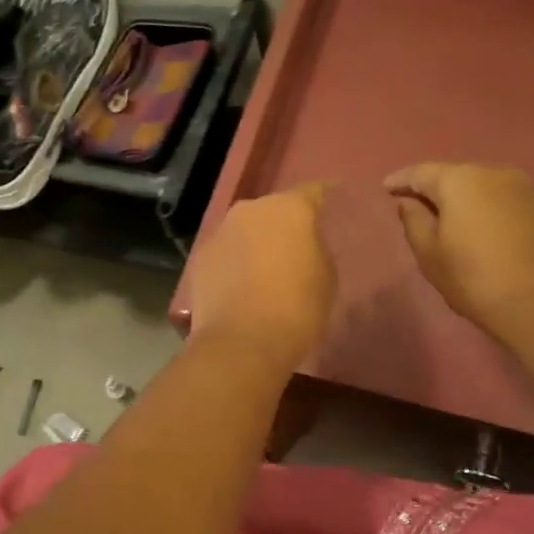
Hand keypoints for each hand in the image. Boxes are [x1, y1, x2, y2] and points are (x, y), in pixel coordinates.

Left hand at [188, 183, 336, 371]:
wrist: (242, 341)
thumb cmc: (297, 307)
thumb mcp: (326, 276)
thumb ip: (316, 249)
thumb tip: (302, 245)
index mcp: (289, 208)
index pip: (313, 192)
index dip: (324, 195)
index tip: (333, 196)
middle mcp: (250, 210)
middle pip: (273, 210)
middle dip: (285, 223)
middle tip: (297, 243)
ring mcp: (220, 232)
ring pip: (245, 230)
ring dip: (256, 242)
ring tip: (267, 266)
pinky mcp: (200, 257)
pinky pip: (226, 253)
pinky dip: (235, 262)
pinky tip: (241, 283)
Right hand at [384, 163, 533, 340]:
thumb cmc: (472, 276)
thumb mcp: (429, 251)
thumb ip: (413, 220)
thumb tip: (408, 202)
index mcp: (459, 180)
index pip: (421, 172)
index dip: (401, 180)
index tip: (386, 187)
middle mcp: (490, 172)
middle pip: (451, 174)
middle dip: (430, 186)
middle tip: (411, 201)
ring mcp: (519, 187)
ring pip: (476, 184)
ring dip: (456, 195)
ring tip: (440, 213)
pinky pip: (495, 196)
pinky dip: (478, 204)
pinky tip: (469, 220)